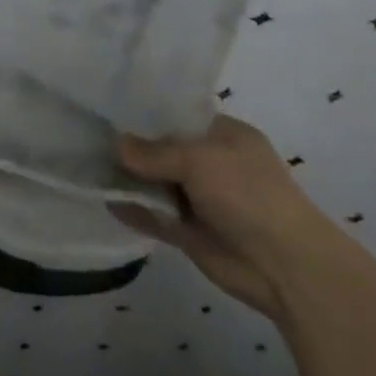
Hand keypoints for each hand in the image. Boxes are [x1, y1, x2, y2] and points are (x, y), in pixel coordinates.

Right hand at [109, 113, 353, 321]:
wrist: (286, 269)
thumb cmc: (249, 195)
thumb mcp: (199, 159)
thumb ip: (154, 152)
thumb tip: (116, 146)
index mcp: (225, 135)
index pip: (179, 115)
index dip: (147, 112)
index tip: (111, 107)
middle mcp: (212, 163)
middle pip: (163, 149)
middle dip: (132, 145)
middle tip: (90, 133)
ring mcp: (201, 200)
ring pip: (157, 183)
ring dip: (129, 178)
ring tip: (88, 164)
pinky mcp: (191, 233)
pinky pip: (155, 216)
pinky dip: (134, 210)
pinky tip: (105, 201)